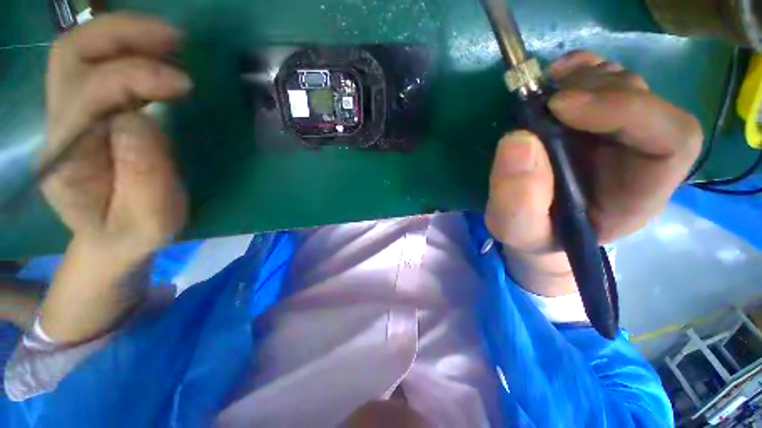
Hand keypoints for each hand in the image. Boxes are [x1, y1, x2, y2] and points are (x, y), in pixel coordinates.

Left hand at [43, 13, 191, 263]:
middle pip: (71, 56)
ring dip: (123, 34)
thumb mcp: (149, 222)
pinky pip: (94, 64)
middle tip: (174, 39)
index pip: (88, 95)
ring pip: (78, 51)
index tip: (183, 83)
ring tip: (170, 40)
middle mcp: (57, 126)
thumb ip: (146, 177)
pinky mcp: (83, 111)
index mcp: (67, 159)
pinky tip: (156, 55)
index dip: (134, 77)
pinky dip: (125, 48)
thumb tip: (142, 119)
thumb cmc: (132, 235)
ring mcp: (66, 114)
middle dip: (121, 35)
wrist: (109, 239)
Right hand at [486, 51, 701, 295]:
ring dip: (586, 79)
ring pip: (624, 86)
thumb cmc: (532, 232)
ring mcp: (617, 134)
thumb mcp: (517, 228)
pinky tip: (557, 75)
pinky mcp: (592, 122)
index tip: (560, 108)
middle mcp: (639, 156)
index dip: (626, 110)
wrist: (532, 224)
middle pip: (647, 102)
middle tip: (547, 99)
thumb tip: (518, 140)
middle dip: (599, 90)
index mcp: (638, 192)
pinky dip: (582, 69)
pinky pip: (603, 81)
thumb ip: (517, 199)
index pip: (670, 141)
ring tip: (544, 89)